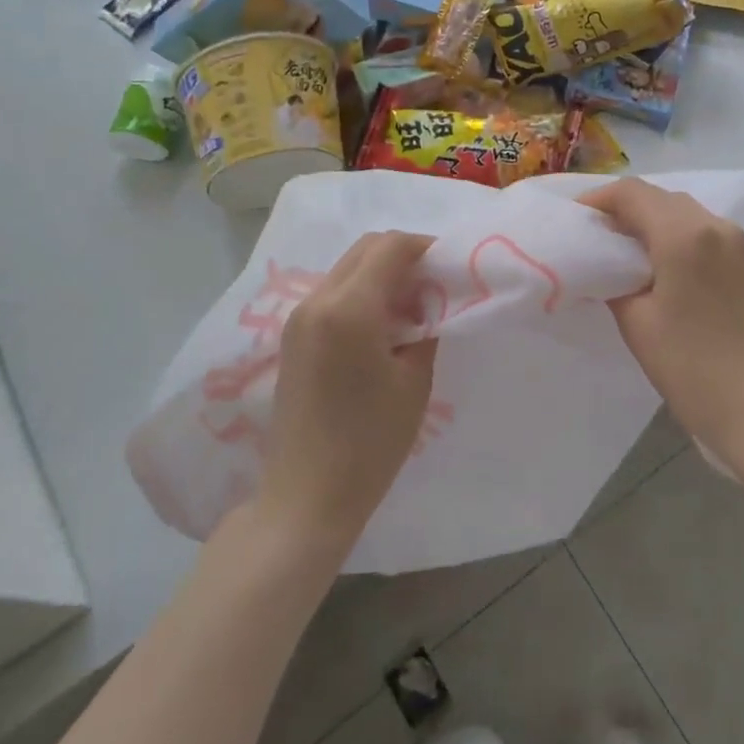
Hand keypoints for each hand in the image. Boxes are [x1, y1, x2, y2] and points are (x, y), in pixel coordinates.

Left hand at [259, 232, 439, 547]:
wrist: (305, 496)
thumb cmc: (370, 442)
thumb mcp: (414, 380)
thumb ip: (426, 326)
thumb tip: (431, 299)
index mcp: (349, 308)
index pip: (390, 247)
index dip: (425, 247)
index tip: (450, 266)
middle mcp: (318, 300)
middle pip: (366, 248)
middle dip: (404, 255)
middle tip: (434, 284)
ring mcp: (299, 317)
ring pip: (348, 268)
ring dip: (382, 273)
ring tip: (411, 307)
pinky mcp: (292, 336)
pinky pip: (334, 292)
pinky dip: (362, 292)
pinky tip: (383, 326)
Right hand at [583, 180, 743, 482]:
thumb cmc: (691, 368)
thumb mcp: (636, 322)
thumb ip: (612, 279)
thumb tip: (601, 263)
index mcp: (684, 234)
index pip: (631, 193)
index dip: (597, 199)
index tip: (573, 220)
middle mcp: (713, 224)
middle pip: (657, 196)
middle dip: (620, 208)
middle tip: (591, 236)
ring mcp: (734, 240)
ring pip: (679, 209)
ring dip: (647, 218)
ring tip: (617, 248)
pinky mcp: (743, 258)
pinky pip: (698, 227)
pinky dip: (670, 232)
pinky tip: (653, 261)